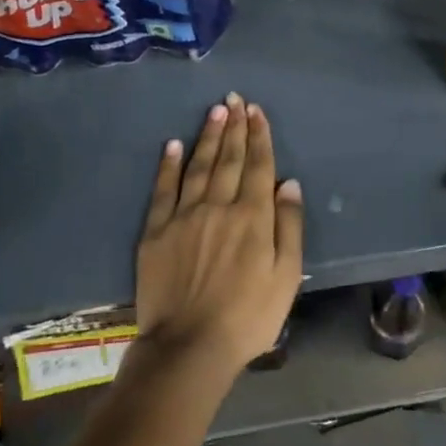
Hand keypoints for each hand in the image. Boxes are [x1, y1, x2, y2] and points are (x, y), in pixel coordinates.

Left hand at [134, 93, 303, 385]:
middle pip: (230, 158)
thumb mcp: (286, 277)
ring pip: (199, 165)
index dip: (259, 136)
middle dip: (235, 126)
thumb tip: (289, 183)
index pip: (259, 166)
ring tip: (215, 111)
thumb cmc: (248, 316)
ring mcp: (184, 215)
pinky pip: (163, 189)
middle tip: (235, 99)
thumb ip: (289, 226)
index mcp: (253, 216)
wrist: (189, 346)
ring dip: (209, 136)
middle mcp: (219, 205)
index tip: (257, 111)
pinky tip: (174, 144)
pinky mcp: (156, 230)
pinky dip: (169, 164)